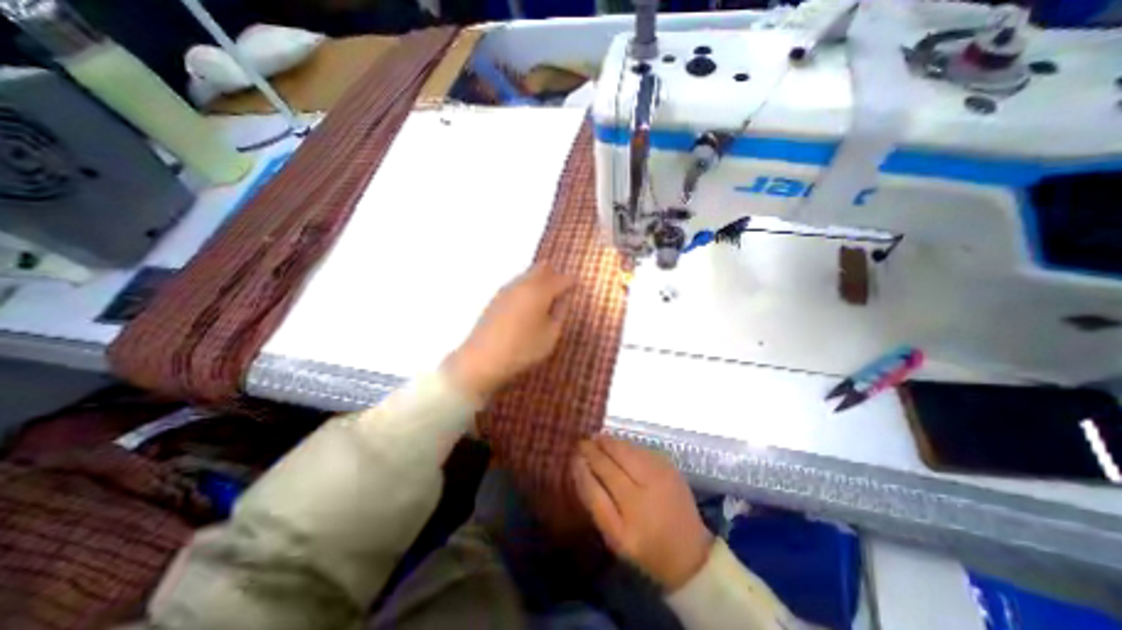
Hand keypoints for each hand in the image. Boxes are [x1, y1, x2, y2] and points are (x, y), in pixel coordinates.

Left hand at [442, 264, 571, 397]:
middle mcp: (523, 284)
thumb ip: (560, 313)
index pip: (561, 280)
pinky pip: (517, 283)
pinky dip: (527, 286)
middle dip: (554, 274)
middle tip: (562, 286)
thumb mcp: (550, 335)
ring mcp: (507, 289)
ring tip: (547, 294)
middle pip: (542, 269)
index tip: (577, 285)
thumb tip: (563, 298)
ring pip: (528, 274)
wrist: (482, 358)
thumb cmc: (522, 349)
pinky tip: (528, 301)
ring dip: (540, 279)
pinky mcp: (496, 298)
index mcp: (540, 291)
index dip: (571, 282)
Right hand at [573, 437, 712, 589]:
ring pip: (629, 448)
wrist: (689, 552)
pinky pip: (641, 448)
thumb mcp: (613, 535)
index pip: (602, 473)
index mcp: (632, 508)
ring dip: (610, 442)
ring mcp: (662, 471)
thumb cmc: (645, 547)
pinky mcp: (670, 465)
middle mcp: (648, 485)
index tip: (574, 453)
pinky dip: (626, 444)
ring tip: (597, 439)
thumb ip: (594, 499)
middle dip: (597, 446)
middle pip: (616, 456)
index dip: (586, 460)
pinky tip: (617, 446)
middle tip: (583, 442)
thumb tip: (578, 465)